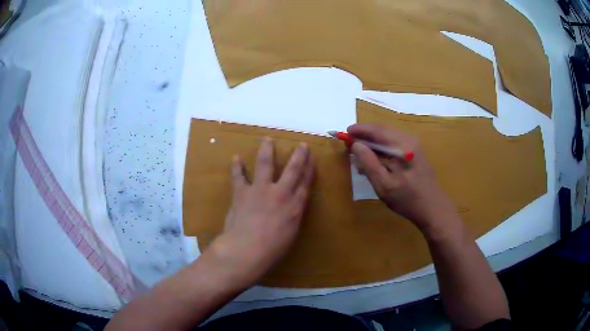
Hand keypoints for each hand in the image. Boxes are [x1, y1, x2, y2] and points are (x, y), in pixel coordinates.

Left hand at [210, 137, 313, 285]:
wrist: (247, 249)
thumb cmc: (273, 248)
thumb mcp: (291, 233)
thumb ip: (292, 216)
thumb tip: (292, 207)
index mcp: (294, 206)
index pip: (305, 183)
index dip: (310, 170)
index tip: (312, 158)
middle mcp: (280, 193)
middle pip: (292, 170)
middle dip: (298, 156)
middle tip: (301, 144)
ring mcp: (260, 190)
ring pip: (265, 164)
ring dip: (267, 150)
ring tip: (267, 139)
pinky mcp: (242, 192)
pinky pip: (238, 176)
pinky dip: (237, 167)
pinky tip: (236, 157)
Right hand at [348, 124, 457, 236]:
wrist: (433, 209)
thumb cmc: (407, 199)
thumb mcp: (384, 184)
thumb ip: (369, 162)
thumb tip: (356, 144)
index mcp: (402, 145)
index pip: (377, 130)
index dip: (360, 130)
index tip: (345, 134)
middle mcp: (409, 140)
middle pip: (383, 131)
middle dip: (365, 135)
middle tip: (349, 143)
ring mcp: (414, 146)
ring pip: (388, 137)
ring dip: (373, 142)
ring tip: (359, 152)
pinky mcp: (415, 153)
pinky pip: (394, 144)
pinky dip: (382, 148)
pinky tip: (375, 159)